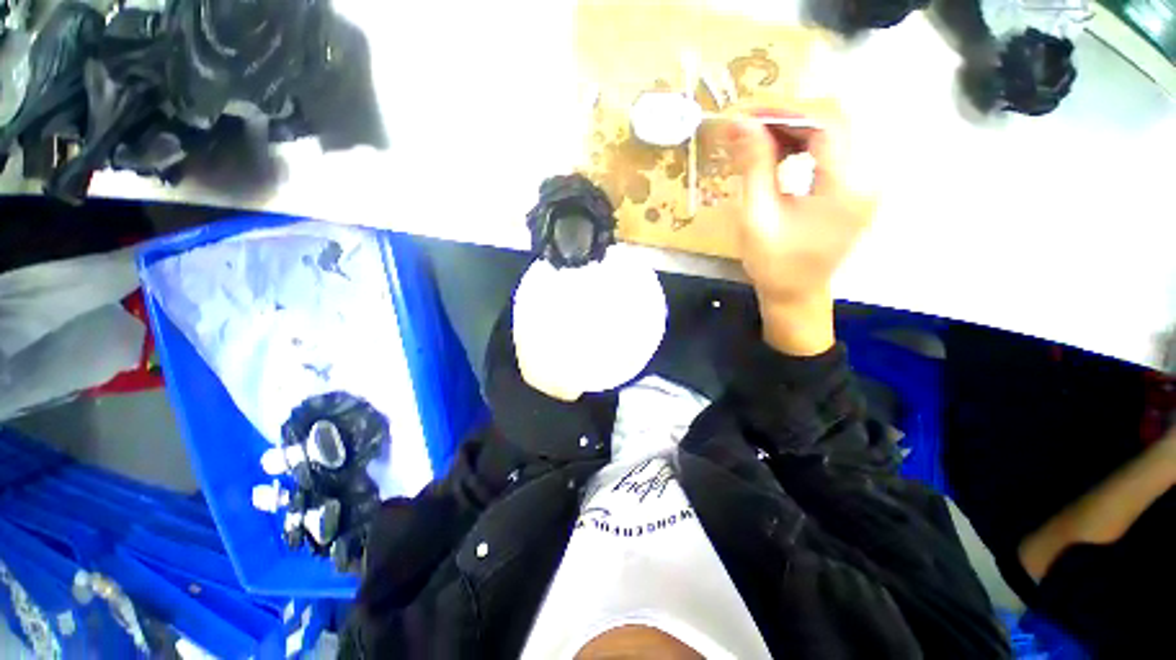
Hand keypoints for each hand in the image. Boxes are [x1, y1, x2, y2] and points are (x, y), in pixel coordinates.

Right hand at [726, 109, 876, 354]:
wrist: (796, 294)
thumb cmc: (773, 264)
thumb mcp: (756, 216)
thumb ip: (753, 166)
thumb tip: (739, 124)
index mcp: (845, 187)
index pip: (824, 123)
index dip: (784, 110)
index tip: (745, 114)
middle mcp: (867, 176)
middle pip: (834, 119)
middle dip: (787, 115)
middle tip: (747, 125)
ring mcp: (866, 180)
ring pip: (835, 130)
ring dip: (795, 127)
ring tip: (758, 139)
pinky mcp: (856, 185)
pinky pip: (834, 148)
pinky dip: (804, 142)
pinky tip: (780, 153)